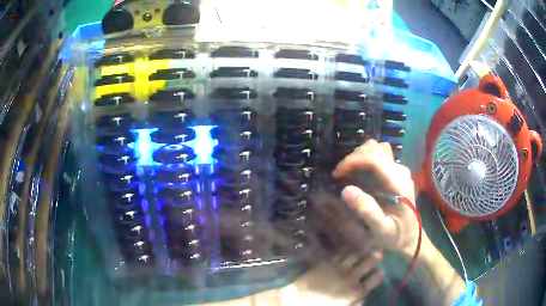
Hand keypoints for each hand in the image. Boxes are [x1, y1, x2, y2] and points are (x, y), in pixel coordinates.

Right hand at [332, 140, 421, 256]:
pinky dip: (365, 160)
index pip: (375, 159)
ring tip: (348, 174)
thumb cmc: (396, 236)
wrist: (411, 237)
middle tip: (341, 176)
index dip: (353, 161)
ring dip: (359, 157)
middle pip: (375, 149)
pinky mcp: (397, 172)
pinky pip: (379, 156)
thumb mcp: (381, 230)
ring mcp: (400, 170)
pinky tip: (359, 175)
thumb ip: (367, 211)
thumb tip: (346, 189)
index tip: (337, 174)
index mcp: (399, 184)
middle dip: (354, 158)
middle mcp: (401, 171)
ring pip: (377, 149)